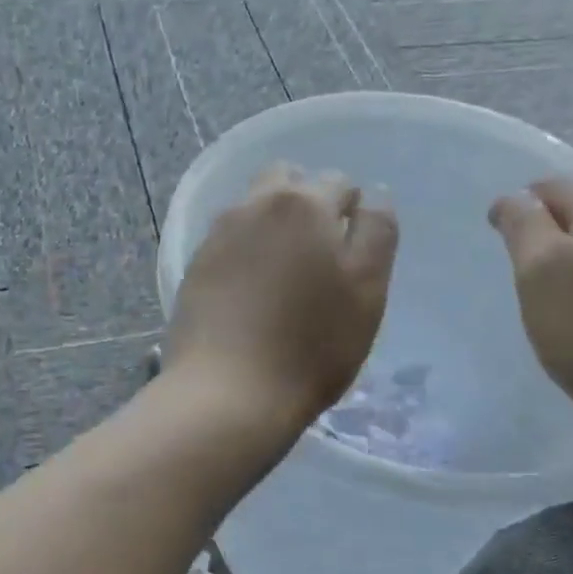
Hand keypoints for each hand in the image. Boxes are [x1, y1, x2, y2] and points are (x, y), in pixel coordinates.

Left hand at [167, 164, 397, 439]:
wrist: (227, 393)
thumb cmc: (311, 346)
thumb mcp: (367, 291)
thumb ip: (377, 233)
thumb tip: (374, 195)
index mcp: (304, 204)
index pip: (339, 183)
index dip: (353, 211)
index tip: (353, 253)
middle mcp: (254, 205)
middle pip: (288, 181)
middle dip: (308, 202)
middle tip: (319, 254)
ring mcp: (218, 235)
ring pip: (253, 207)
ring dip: (273, 223)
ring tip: (284, 273)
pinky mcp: (195, 266)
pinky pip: (228, 239)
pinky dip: (245, 250)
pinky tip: (251, 291)